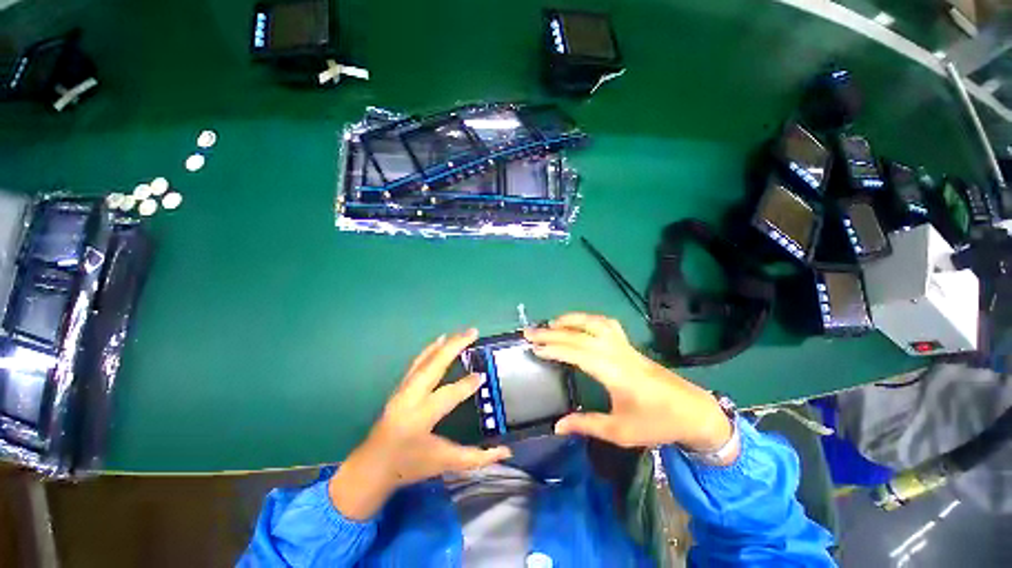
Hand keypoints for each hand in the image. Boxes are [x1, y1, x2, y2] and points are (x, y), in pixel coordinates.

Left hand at [329, 330, 511, 519]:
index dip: (466, 385)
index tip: (482, 375)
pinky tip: (437, 342)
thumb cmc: (409, 466)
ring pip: (424, 360)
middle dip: (454, 346)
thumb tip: (506, 452)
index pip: (447, 395)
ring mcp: (402, 389)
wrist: (371, 467)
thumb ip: (477, 458)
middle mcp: (410, 398)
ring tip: (458, 333)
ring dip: (443, 345)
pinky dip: (429, 350)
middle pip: (434, 365)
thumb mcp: (445, 463)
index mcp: (420, 417)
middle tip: (473, 332)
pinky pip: (416, 363)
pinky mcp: (399, 387)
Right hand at [524, 313, 734, 457]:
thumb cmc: (656, 423)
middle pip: (580, 335)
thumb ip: (586, 425)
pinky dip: (588, 319)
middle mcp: (617, 353)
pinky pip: (606, 324)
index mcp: (614, 373)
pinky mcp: (628, 344)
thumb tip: (557, 425)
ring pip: (594, 322)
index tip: (534, 348)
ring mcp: (624, 345)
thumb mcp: (620, 431)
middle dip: (552, 332)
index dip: (554, 349)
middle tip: (530, 332)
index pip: (577, 353)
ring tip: (551, 324)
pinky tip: (578, 324)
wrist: (692, 411)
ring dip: (571, 320)